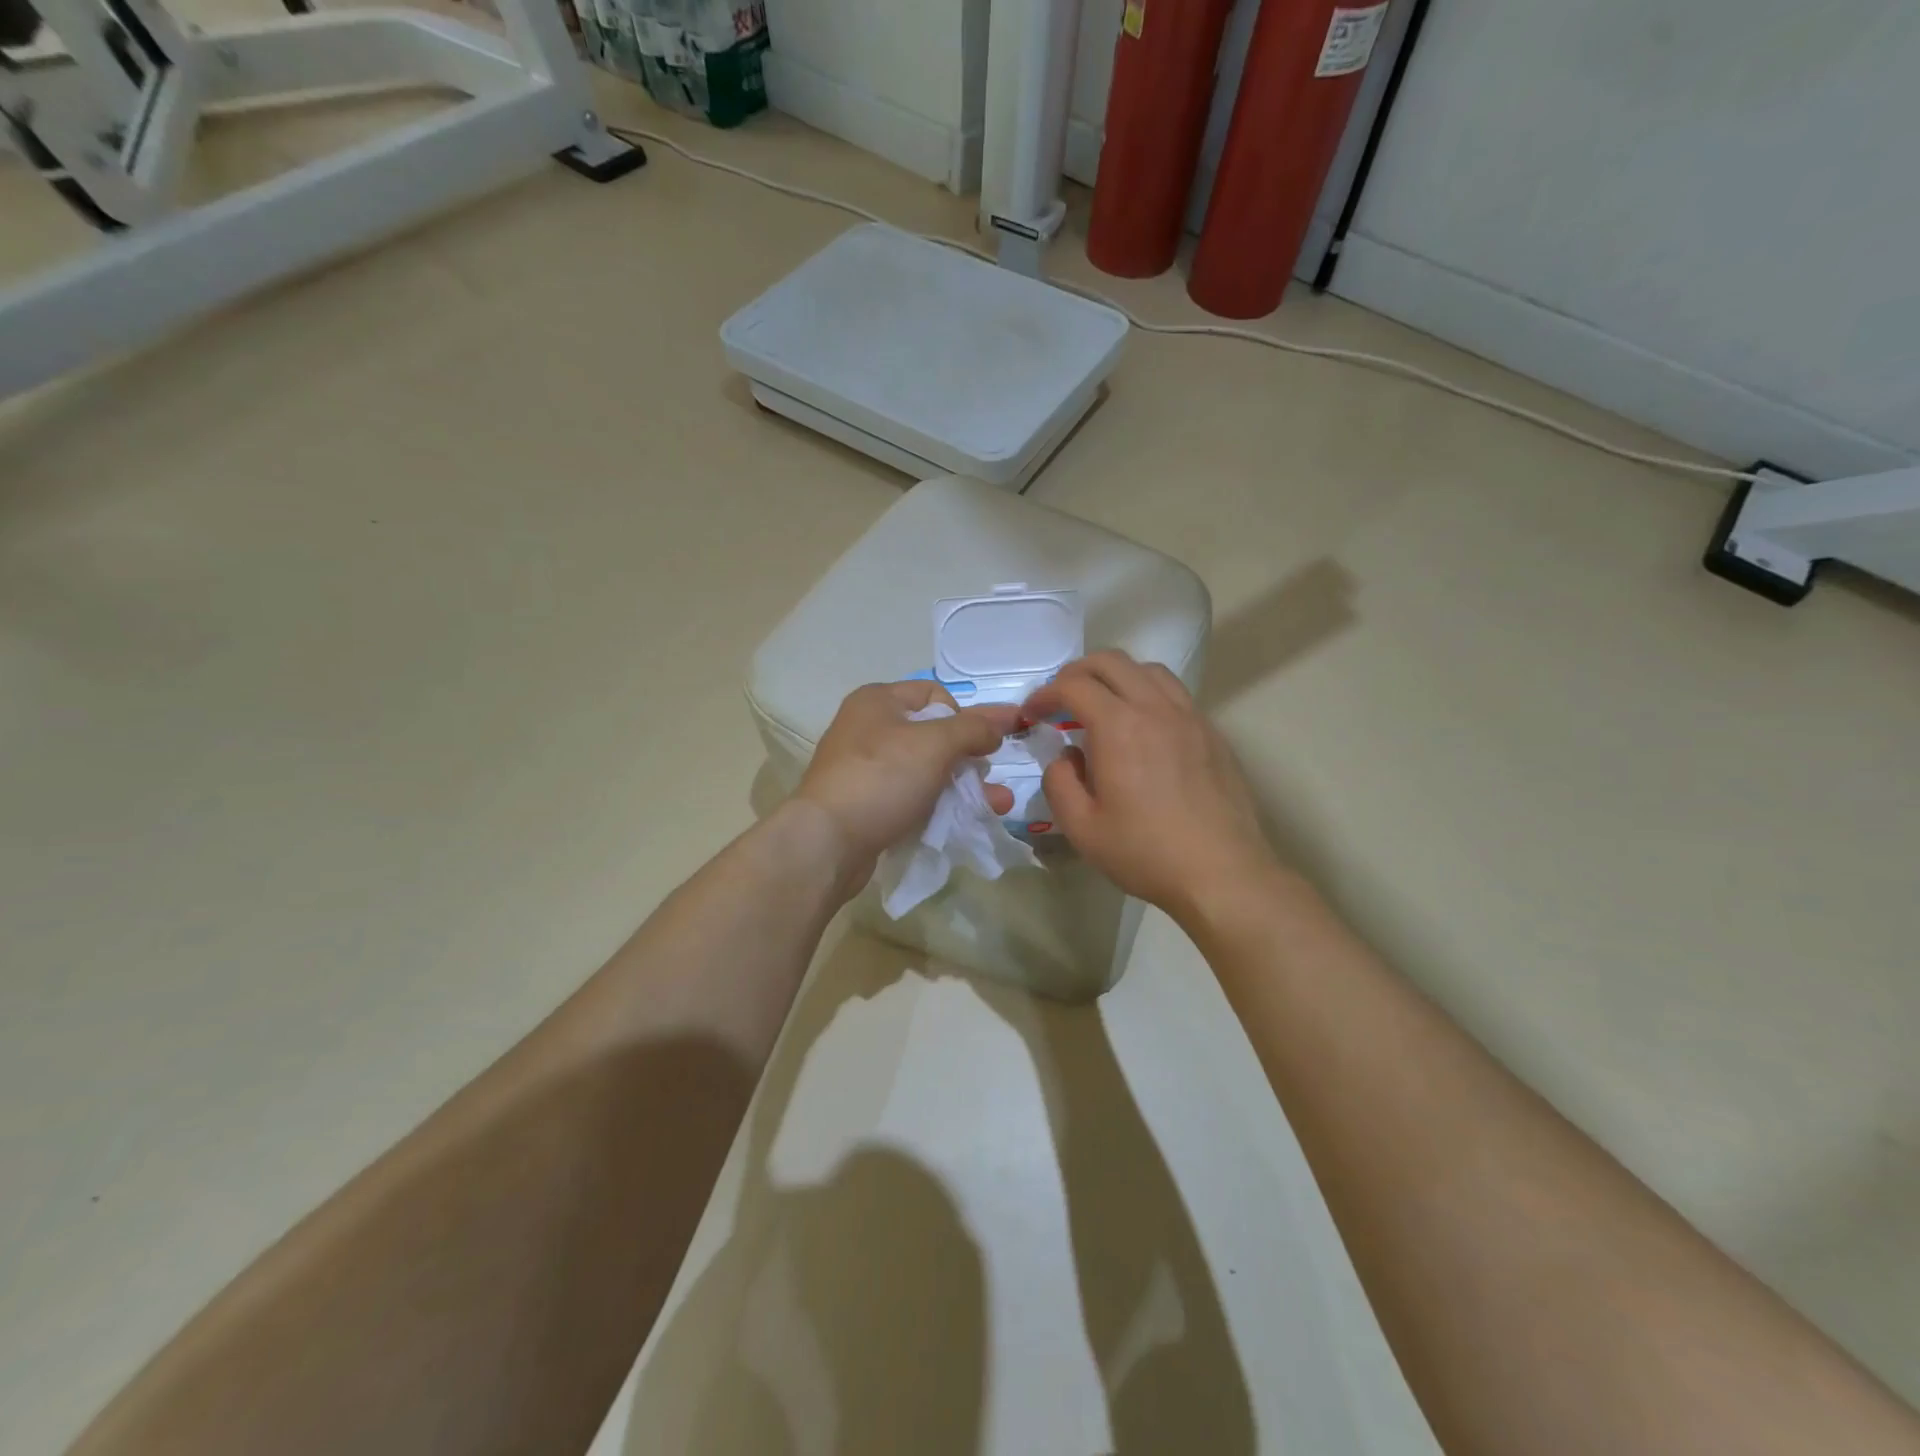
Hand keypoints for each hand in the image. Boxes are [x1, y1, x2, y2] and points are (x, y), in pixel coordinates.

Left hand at [793, 681, 1020, 892]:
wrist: (827, 842)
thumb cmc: (882, 778)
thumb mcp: (935, 744)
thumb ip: (973, 728)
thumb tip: (1000, 722)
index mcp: (878, 700)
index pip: (935, 695)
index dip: (962, 717)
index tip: (976, 745)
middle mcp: (869, 728)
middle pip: (934, 735)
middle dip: (970, 757)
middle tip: (990, 778)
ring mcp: (866, 769)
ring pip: (927, 770)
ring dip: (964, 785)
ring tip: (997, 804)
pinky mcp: (868, 804)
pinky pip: (912, 797)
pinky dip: (939, 805)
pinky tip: (966, 820)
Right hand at [1022, 652, 1278, 921]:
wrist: (1222, 873)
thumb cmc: (1145, 853)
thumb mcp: (1081, 828)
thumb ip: (1059, 782)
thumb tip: (1065, 756)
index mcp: (1119, 726)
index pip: (1073, 685)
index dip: (1045, 694)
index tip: (1033, 715)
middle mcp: (1155, 708)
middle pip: (1111, 662)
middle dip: (1077, 673)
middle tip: (1060, 701)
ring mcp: (1190, 717)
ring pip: (1148, 670)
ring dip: (1116, 678)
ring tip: (1102, 707)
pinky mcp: (1211, 733)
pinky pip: (1175, 694)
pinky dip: (1147, 694)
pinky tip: (1142, 729)